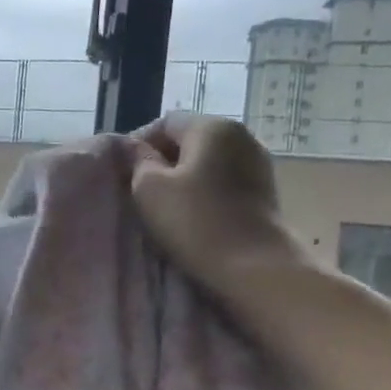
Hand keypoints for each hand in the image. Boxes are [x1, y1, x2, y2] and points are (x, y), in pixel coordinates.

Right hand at [130, 115, 304, 293]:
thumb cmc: (194, 221)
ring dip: (185, 177)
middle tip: (141, 190)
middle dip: (164, 160)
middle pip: (189, 139)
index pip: (165, 123)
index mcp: (211, 127)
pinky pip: (224, 180)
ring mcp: (258, 163)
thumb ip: (138, 161)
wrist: (253, 266)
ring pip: (208, 161)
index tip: (124, 172)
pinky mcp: (265, 190)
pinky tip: (194, 214)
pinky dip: (206, 190)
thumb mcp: (148, 188)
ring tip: (167, 205)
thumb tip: (137, 149)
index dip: (140, 144)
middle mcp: (240, 135)